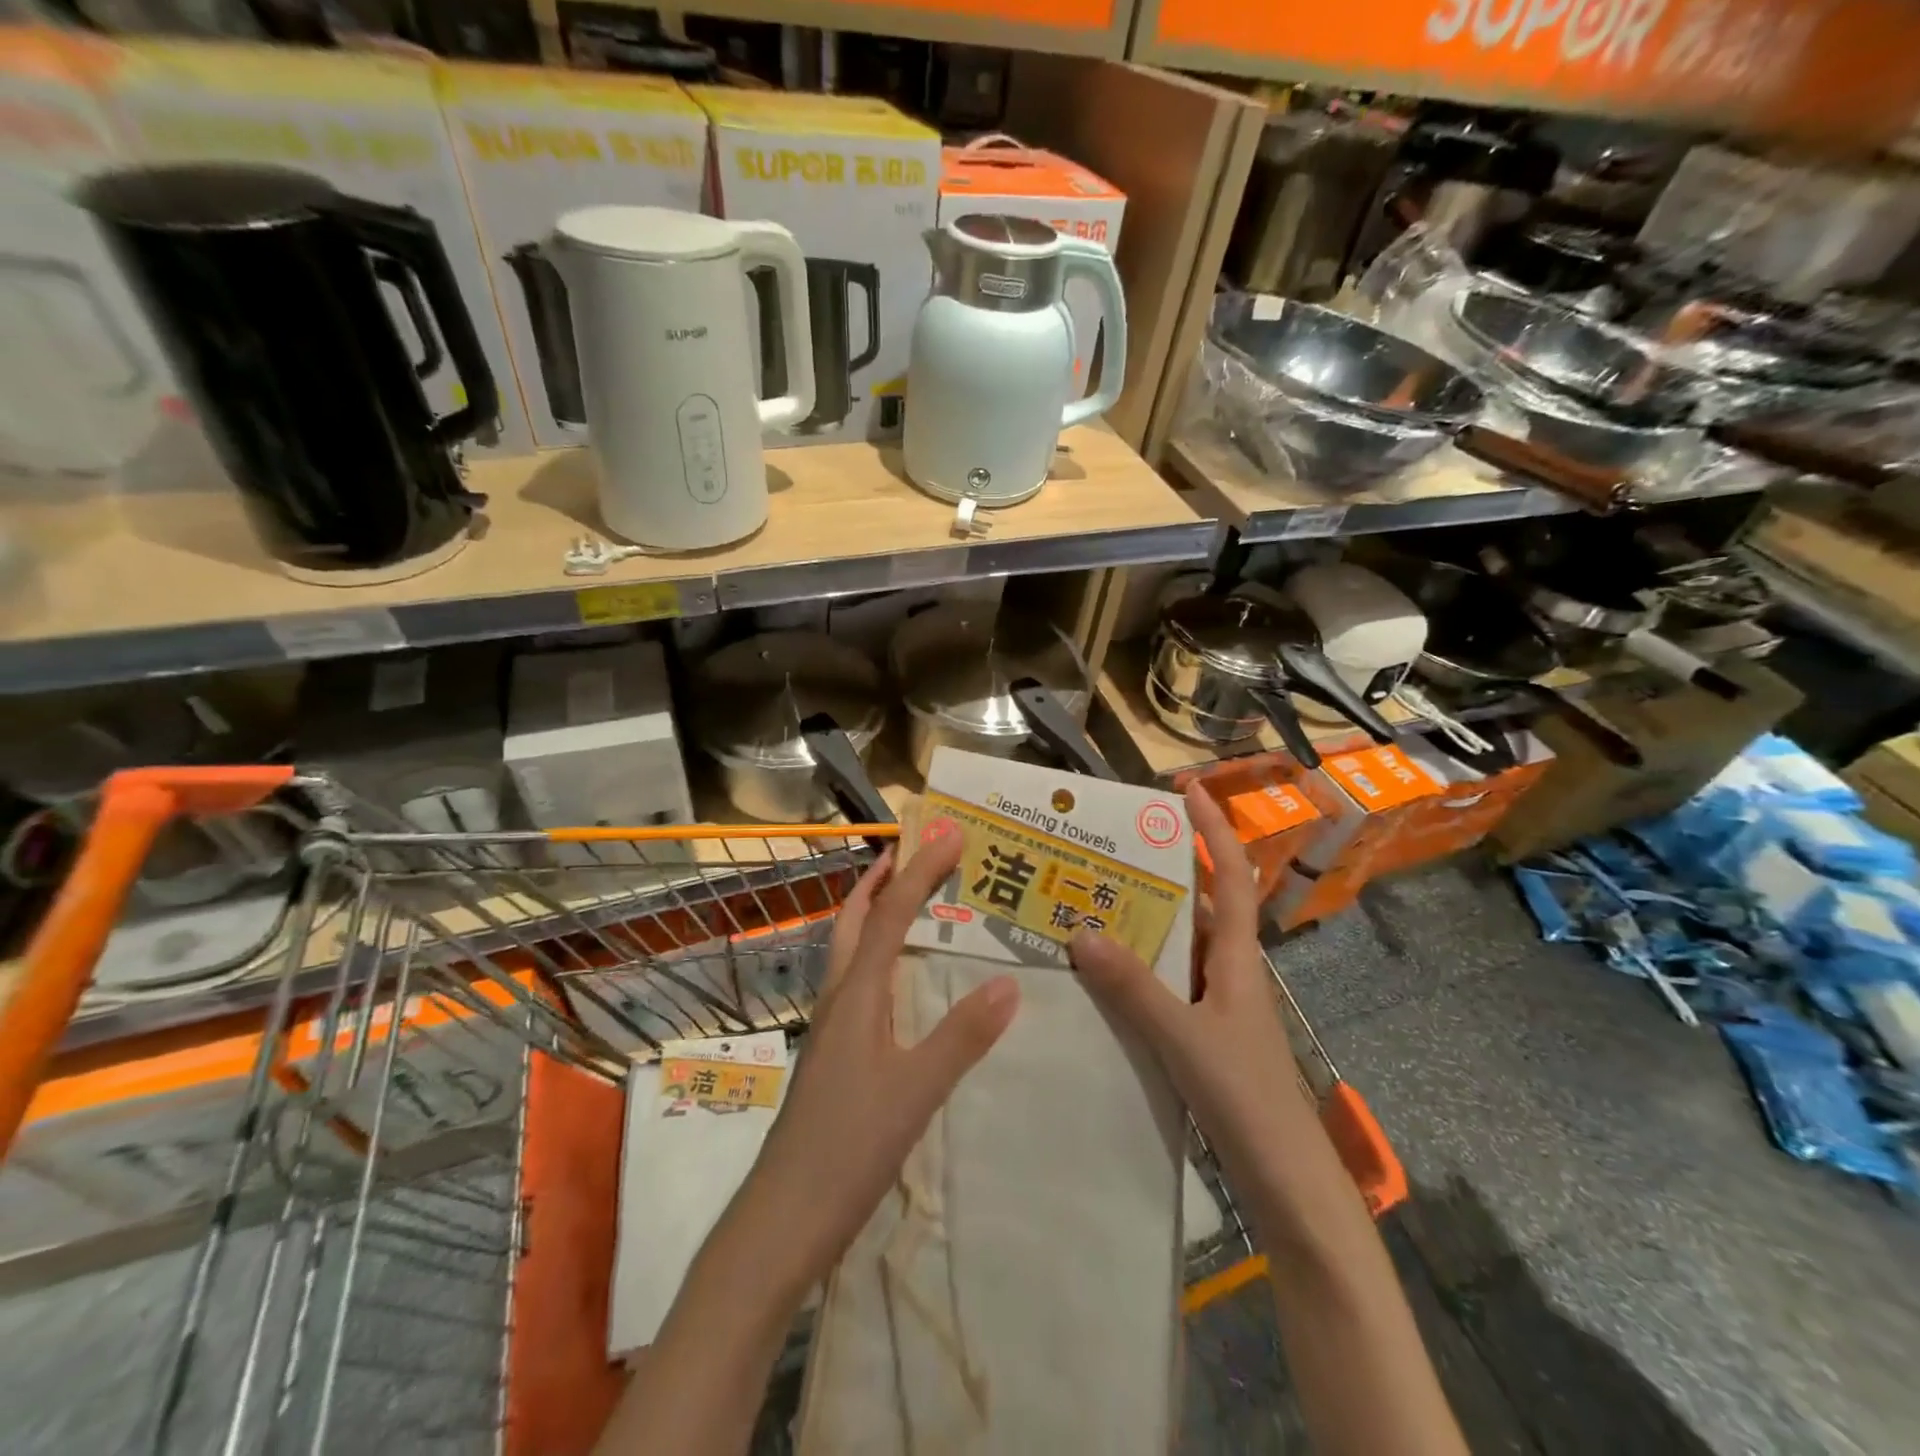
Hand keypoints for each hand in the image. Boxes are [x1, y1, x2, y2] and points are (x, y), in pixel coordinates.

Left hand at [735, 824, 1019, 1294]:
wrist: (784, 1219)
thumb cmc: (848, 1149)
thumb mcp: (916, 1091)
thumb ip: (962, 1035)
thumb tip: (1010, 980)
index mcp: (857, 995)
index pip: (890, 915)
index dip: (920, 870)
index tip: (950, 833)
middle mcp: (839, 998)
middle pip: (853, 920)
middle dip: (881, 879)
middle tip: (912, 849)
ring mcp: (831, 1028)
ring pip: (848, 950)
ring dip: (874, 912)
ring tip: (906, 897)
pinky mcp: (834, 1055)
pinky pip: (857, 982)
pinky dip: (876, 955)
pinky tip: (898, 979)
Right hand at [1068, 785, 1300, 1183]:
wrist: (1286, 1181)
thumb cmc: (1246, 1098)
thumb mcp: (1185, 1037)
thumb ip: (1134, 988)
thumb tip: (1080, 932)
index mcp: (1238, 957)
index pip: (1231, 875)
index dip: (1214, 829)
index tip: (1188, 789)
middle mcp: (1229, 969)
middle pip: (1198, 904)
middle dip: (1161, 870)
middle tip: (1108, 849)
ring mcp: (1217, 1003)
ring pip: (1178, 945)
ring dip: (1143, 921)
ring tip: (1089, 901)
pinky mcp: (1204, 1033)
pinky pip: (1166, 982)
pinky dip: (1137, 968)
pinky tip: (1100, 974)